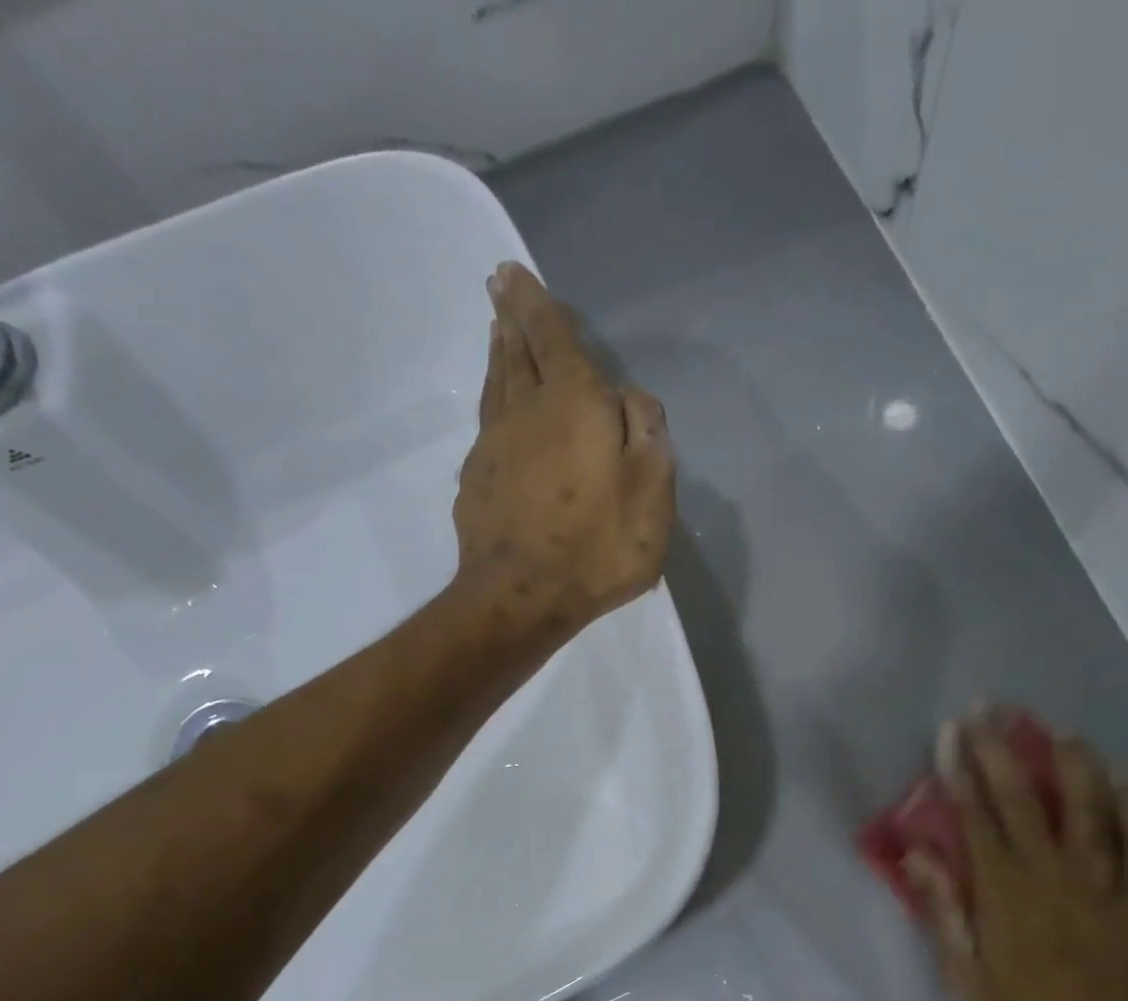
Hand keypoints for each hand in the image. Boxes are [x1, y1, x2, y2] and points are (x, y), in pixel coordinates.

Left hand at [453, 262, 674, 638]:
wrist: (520, 598)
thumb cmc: (597, 547)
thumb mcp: (651, 492)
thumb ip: (647, 434)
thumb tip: (628, 398)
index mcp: (574, 403)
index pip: (553, 337)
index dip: (537, 303)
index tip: (514, 274)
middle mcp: (527, 411)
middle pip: (516, 352)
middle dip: (512, 316)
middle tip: (500, 286)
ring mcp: (494, 446)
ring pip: (497, 385)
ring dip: (500, 354)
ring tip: (499, 332)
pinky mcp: (476, 481)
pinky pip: (487, 424)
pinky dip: (493, 401)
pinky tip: (497, 407)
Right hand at [905, 711, 1127, 1000]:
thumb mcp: (968, 985)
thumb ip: (944, 914)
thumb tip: (917, 854)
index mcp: (1004, 895)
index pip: (977, 816)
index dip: (961, 770)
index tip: (952, 733)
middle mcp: (1052, 875)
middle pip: (1024, 798)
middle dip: (1002, 749)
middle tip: (989, 710)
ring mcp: (1105, 883)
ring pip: (1088, 805)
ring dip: (1071, 762)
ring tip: (1057, 730)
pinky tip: (1124, 776)